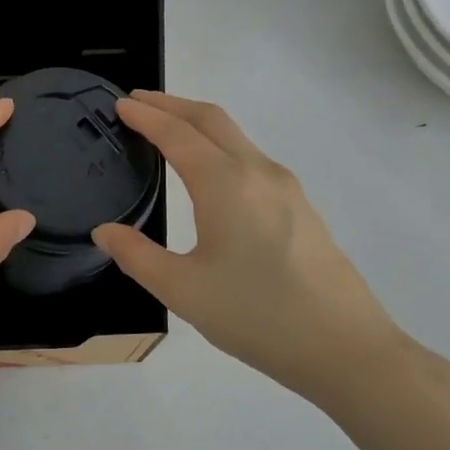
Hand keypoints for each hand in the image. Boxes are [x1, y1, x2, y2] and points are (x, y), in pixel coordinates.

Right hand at [92, 91, 404, 404]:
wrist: (343, 347)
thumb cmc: (256, 315)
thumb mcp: (182, 290)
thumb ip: (136, 255)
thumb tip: (105, 231)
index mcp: (226, 184)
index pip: (177, 134)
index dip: (146, 116)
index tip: (120, 105)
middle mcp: (258, 172)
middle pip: (212, 119)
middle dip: (172, 104)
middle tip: (137, 103)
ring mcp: (286, 188)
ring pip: (236, 137)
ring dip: (198, 124)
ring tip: (167, 130)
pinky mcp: (301, 207)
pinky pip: (251, 159)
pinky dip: (220, 146)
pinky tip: (209, 172)